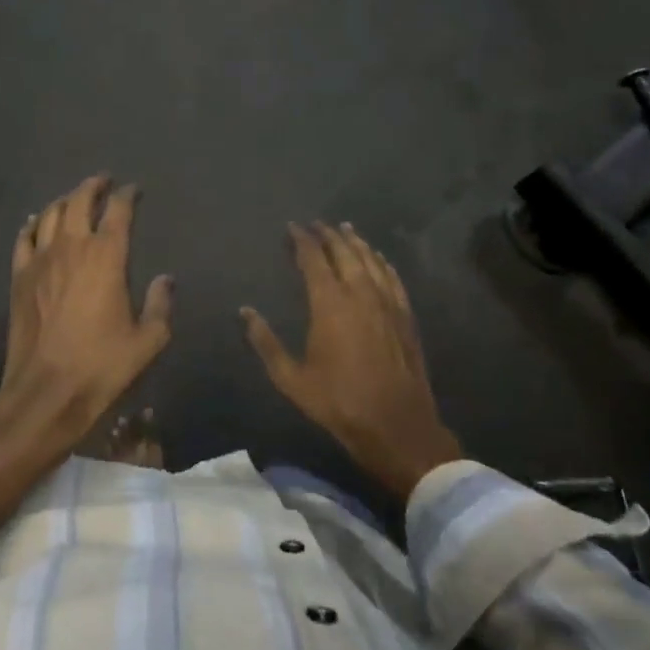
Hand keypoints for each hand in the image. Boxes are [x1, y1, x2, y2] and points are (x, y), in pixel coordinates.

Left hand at [2, 173, 172, 421]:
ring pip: (49, 213)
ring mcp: (41, 260)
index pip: (118, 211)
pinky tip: (36, 222)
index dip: (126, 195)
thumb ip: (160, 305)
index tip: (133, 190)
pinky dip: (32, 224)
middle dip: (93, 186)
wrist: (46, 391)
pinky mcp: (19, 276)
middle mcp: (72, 247)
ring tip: (73, 198)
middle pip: (79, 201)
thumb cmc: (102, 365)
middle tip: (103, 181)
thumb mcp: (147, 340)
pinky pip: (23, 238)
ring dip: (64, 200)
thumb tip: (166, 279)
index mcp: (107, 257)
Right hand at [243, 223, 461, 500]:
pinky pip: (392, 277)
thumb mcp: (292, 379)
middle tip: (317, 224)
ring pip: (370, 260)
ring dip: (356, 242)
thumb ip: (266, 343)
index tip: (293, 227)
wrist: (397, 426)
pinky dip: (382, 262)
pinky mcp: (405, 316)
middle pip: (344, 252)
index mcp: (329, 304)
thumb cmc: (339, 402)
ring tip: (345, 229)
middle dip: (329, 234)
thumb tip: (245, 312)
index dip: (302, 240)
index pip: (313, 259)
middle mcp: (359, 293)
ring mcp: (387, 303)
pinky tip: (377, 257)